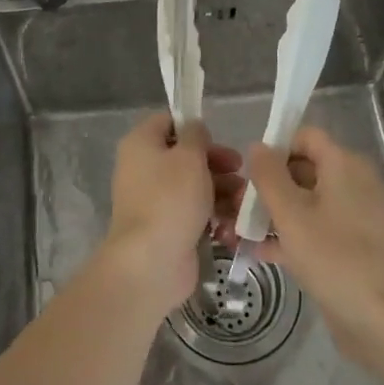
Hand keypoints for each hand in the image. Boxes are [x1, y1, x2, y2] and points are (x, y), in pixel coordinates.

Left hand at [100, 113, 243, 316]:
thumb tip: (194, 130)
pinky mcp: (167, 227)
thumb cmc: (170, 199)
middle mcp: (143, 168)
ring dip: (221, 189)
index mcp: (141, 144)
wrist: (151, 263)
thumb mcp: (189, 157)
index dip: (193, 126)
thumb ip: (195, 135)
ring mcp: (154, 200)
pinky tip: (232, 223)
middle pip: (184, 155)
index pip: (167, 121)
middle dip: (216, 162)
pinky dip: (212, 214)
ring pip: (192, 185)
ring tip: (242, 201)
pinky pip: (193, 212)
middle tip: (239, 170)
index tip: (217, 139)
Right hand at [238, 126, 383, 367]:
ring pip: (309, 202)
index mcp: (345, 165)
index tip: (251, 173)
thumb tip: (257, 147)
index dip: (276, 148)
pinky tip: (263, 253)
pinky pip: (319, 229)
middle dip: (270, 185)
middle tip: (238, 206)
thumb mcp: (291, 213)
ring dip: (277, 213)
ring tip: (241, 231)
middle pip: (305, 169)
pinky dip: (294, 235)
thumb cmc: (334, 257)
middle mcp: (355, 183)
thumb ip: (269, 176)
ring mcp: (358, 217)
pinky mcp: (356, 247)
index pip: (306, 137)